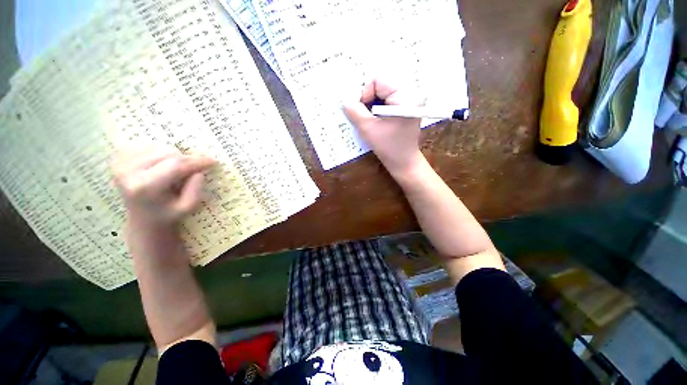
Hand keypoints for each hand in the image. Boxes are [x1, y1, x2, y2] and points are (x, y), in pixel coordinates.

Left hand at [112, 146, 215, 226]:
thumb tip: (198, 172)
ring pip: (158, 147)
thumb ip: (195, 190)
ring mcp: (120, 164)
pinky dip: (160, 152)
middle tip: (194, 168)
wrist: (142, 219)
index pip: (175, 166)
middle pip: (167, 153)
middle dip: (186, 159)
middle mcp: (128, 173)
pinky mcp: (118, 159)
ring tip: (177, 169)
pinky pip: (147, 146)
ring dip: (174, 156)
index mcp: (144, 187)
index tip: (213, 161)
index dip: (196, 162)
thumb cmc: (168, 214)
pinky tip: (162, 164)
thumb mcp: (188, 207)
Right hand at [343, 79, 423, 175]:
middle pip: (381, 84)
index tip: (361, 112)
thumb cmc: (388, 147)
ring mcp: (409, 100)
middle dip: (368, 99)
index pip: (378, 79)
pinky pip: (387, 99)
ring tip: (371, 120)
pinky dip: (377, 108)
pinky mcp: (406, 107)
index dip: (364, 93)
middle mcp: (410, 92)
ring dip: (371, 105)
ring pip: (382, 92)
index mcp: (405, 95)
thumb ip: (354, 111)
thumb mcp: (368, 129)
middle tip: (365, 116)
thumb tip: (345, 100)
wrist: (404, 162)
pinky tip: (377, 121)